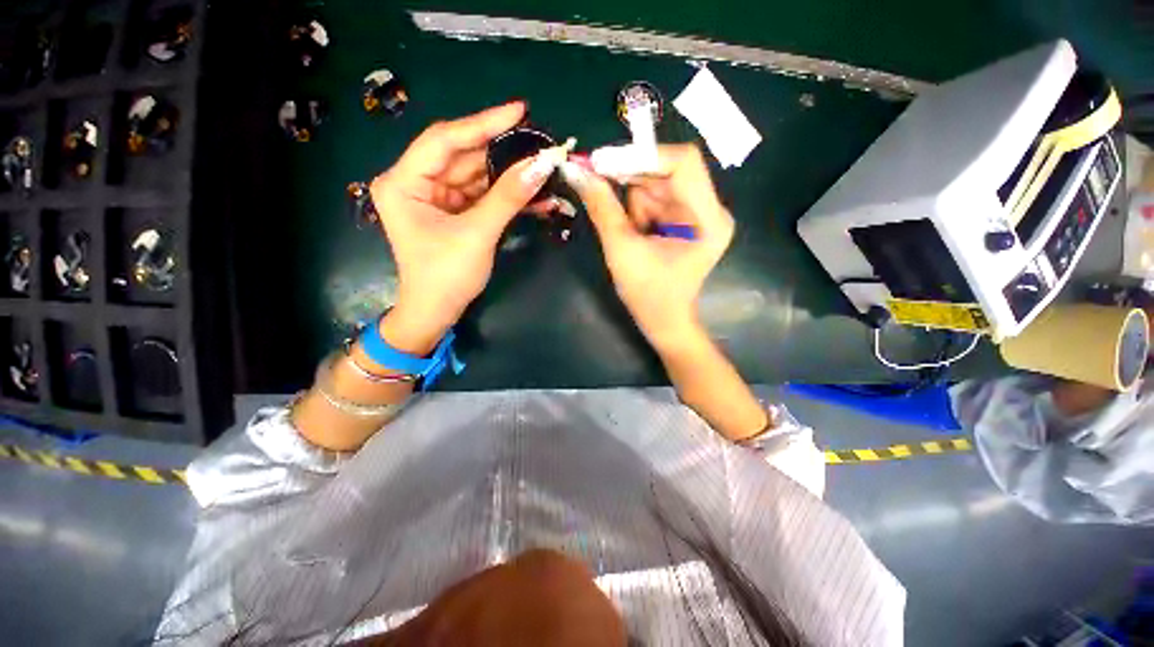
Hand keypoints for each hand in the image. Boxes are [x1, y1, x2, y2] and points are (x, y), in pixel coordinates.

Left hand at [370, 102, 556, 353]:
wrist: (437, 313)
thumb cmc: (446, 276)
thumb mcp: (478, 234)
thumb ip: (508, 197)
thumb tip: (542, 164)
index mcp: (404, 182)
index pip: (445, 140)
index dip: (484, 123)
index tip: (519, 110)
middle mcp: (416, 183)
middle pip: (464, 157)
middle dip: (503, 153)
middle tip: (539, 143)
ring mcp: (436, 198)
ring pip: (478, 177)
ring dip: (510, 177)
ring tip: (544, 170)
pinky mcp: (453, 212)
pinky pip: (482, 196)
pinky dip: (506, 198)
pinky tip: (535, 197)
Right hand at [563, 144, 733, 348]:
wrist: (664, 321)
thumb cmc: (646, 294)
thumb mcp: (621, 249)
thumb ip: (601, 207)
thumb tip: (576, 170)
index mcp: (707, 219)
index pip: (682, 163)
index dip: (641, 156)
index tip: (602, 162)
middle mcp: (712, 210)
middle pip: (668, 172)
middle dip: (632, 181)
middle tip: (597, 185)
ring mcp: (702, 214)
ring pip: (659, 185)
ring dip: (635, 203)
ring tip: (631, 235)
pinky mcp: (690, 220)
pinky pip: (659, 199)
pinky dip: (639, 210)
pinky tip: (637, 234)